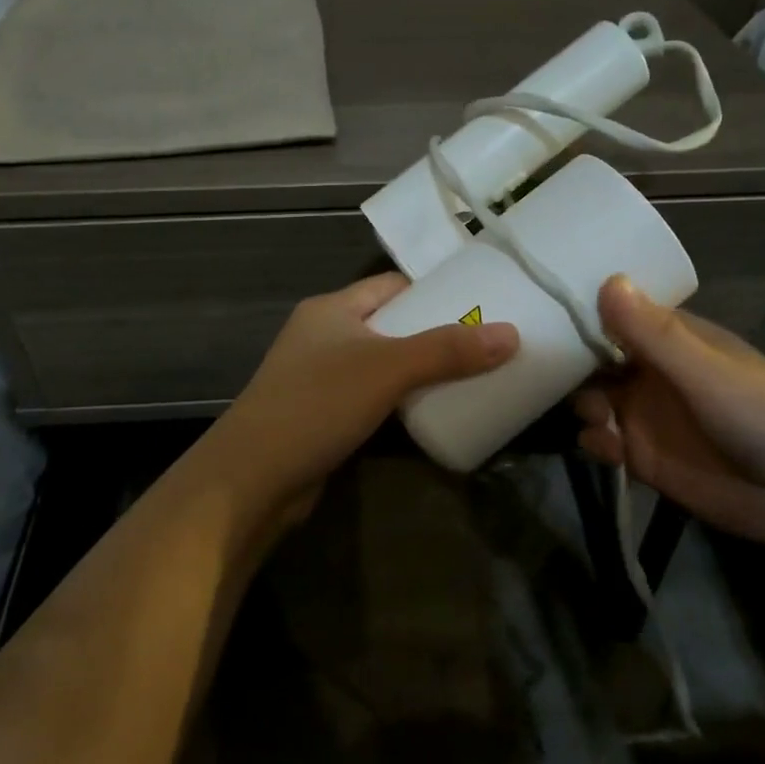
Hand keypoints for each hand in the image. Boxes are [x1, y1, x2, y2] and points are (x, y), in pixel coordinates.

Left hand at [192, 274, 518, 540]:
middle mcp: (323, 336)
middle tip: (483, 345)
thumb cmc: (317, 404)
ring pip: (381, 364)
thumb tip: (511, 334)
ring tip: (468, 378)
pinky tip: (429, 413)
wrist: (252, 478)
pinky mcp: (322, 416)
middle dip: (433, 334)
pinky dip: (399, 401)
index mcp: (332, 309)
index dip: (433, 291)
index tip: (477, 304)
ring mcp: (319, 378)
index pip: (390, 285)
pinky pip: (371, 398)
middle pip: (390, 324)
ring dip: (418, 371)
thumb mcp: (387, 368)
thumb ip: (447, 350)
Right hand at [573, 277, 764, 559]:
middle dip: (575, 364)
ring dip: (584, 403)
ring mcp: (646, 415)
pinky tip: (605, 446)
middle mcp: (654, 373)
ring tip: (596, 416)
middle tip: (554, 372)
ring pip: (593, 398)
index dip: (587, 313)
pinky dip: (594, 439)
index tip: (548, 310)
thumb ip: (655, 334)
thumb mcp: (708, 372)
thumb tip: (608, 280)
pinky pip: (602, 440)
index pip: (619, 316)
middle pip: (597, 358)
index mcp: (675, 341)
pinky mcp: (641, 456)